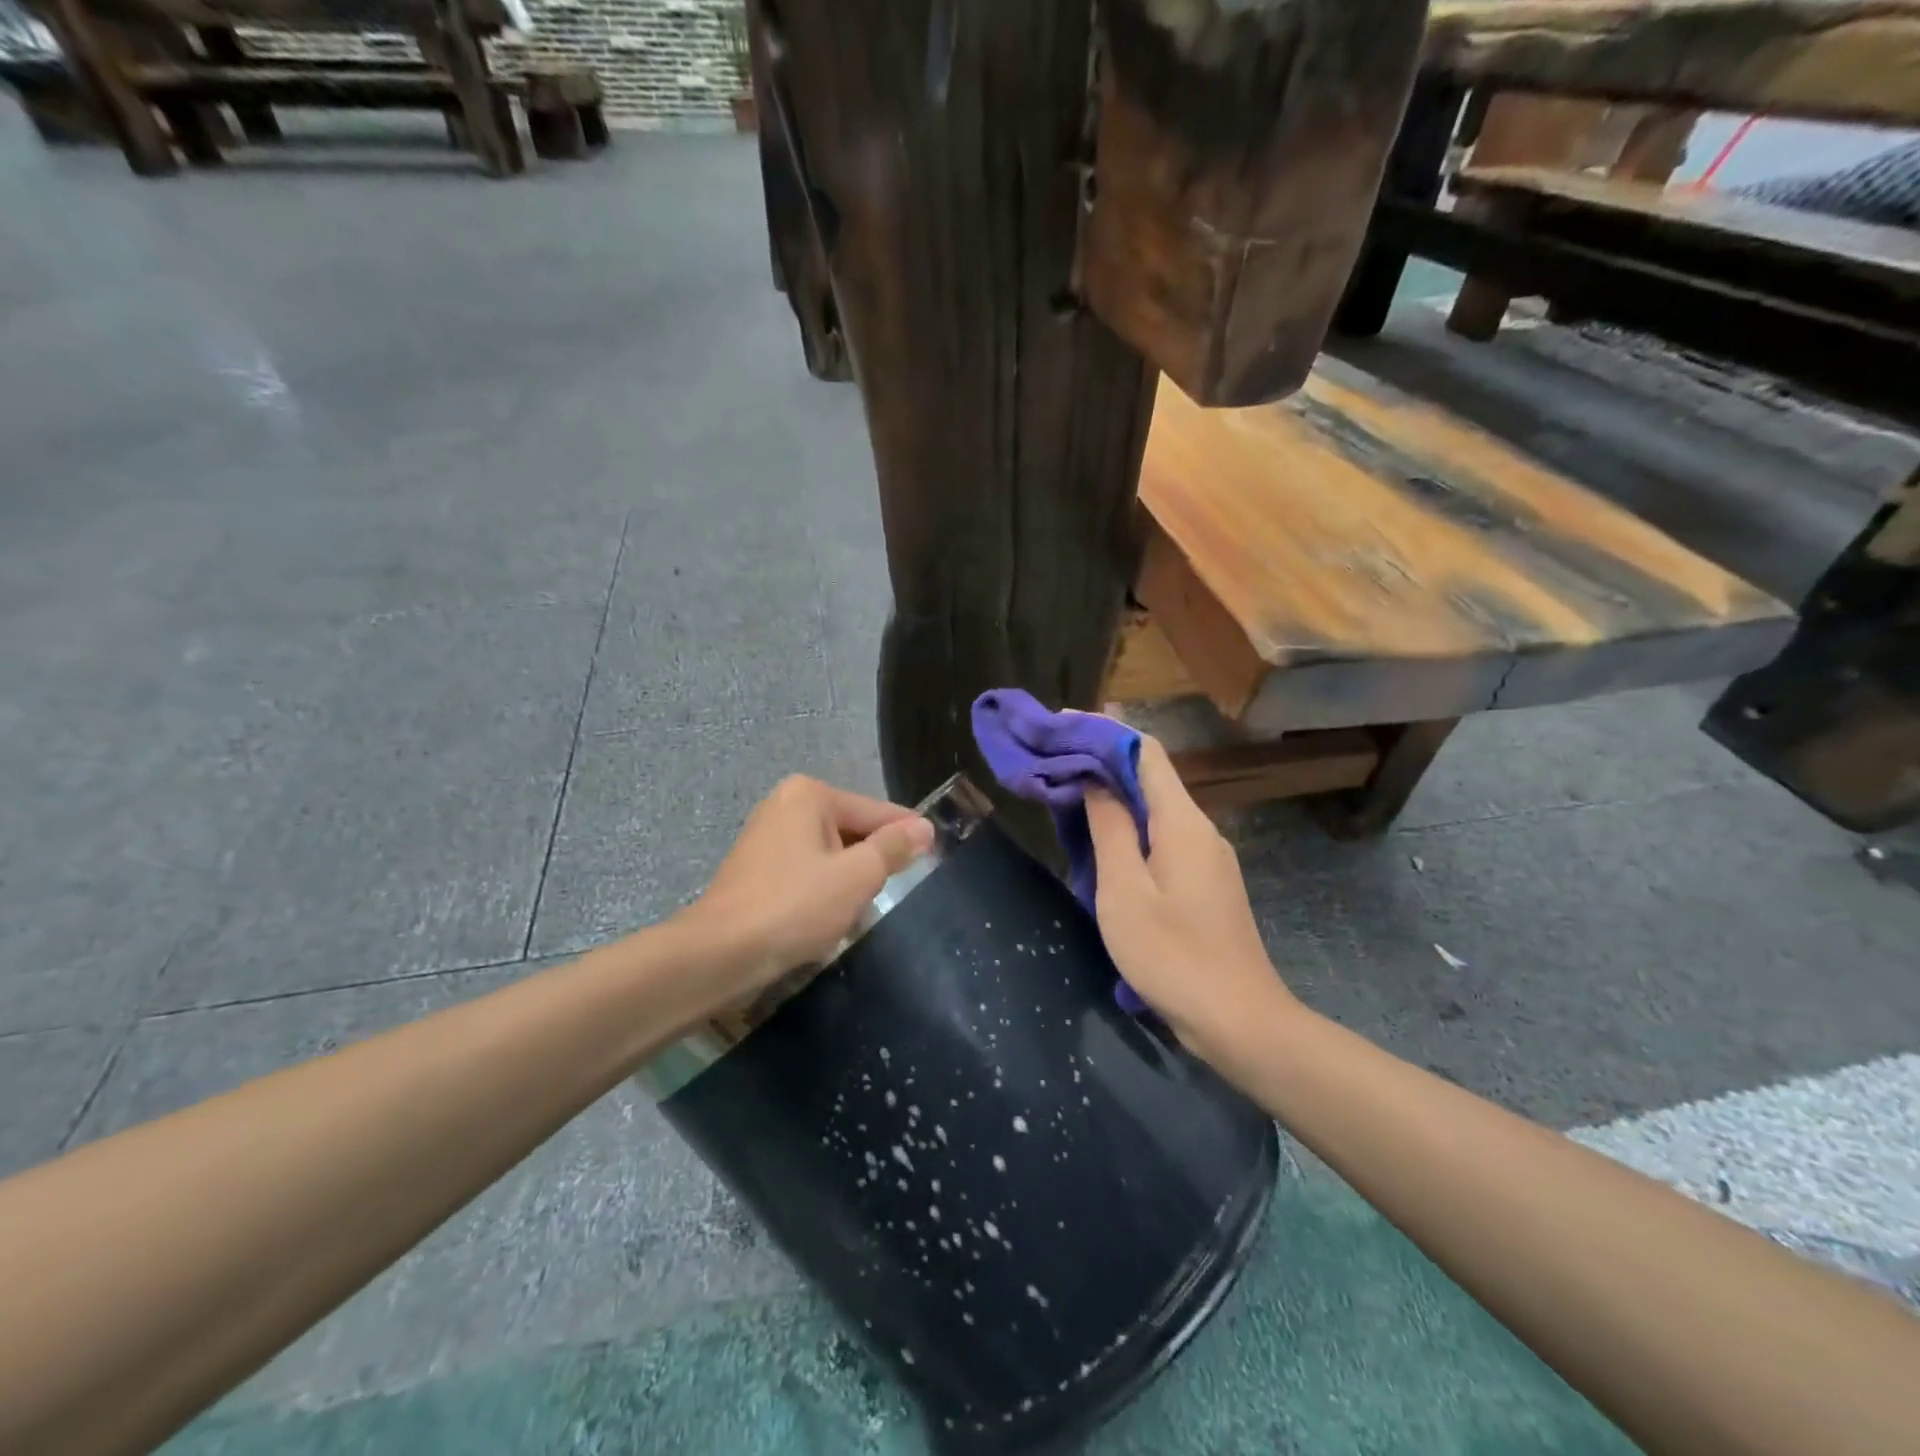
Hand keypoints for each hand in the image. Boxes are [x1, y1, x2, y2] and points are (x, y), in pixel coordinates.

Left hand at [684, 775, 934, 1002]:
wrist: (720, 954)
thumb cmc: (795, 907)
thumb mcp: (856, 876)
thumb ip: (892, 848)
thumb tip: (924, 828)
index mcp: (810, 795)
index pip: (875, 811)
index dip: (907, 834)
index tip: (936, 852)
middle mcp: (786, 804)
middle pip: (852, 830)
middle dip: (871, 863)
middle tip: (890, 893)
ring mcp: (766, 836)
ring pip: (830, 854)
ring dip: (848, 881)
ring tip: (858, 912)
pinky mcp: (756, 868)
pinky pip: (807, 871)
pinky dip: (822, 890)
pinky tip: (827, 918)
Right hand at [1084, 734, 1295, 1060]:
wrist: (1239, 1021)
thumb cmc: (1173, 956)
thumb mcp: (1124, 891)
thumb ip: (1110, 829)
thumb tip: (1095, 781)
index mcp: (1182, 822)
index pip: (1146, 752)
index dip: (1104, 731)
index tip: (1061, 725)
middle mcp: (1200, 829)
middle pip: (1150, 778)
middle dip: (1102, 763)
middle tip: (1053, 763)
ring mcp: (1207, 858)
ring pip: (1155, 810)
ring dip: (1113, 798)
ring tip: (1067, 798)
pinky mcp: (1205, 884)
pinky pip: (1162, 839)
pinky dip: (1128, 829)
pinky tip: (1101, 845)